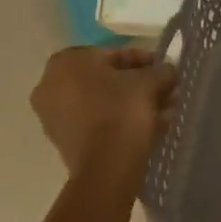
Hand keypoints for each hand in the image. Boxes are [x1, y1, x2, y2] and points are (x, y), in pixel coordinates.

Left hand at [31, 46, 177, 174]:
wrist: (106, 168)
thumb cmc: (122, 110)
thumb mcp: (149, 81)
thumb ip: (161, 71)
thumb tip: (168, 70)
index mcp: (65, 62)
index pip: (112, 53)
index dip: (143, 60)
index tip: (162, 69)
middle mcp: (51, 86)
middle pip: (106, 79)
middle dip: (138, 85)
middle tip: (164, 90)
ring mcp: (54, 117)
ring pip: (103, 103)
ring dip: (132, 104)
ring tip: (163, 111)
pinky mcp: (64, 143)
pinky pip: (97, 123)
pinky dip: (120, 121)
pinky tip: (150, 126)